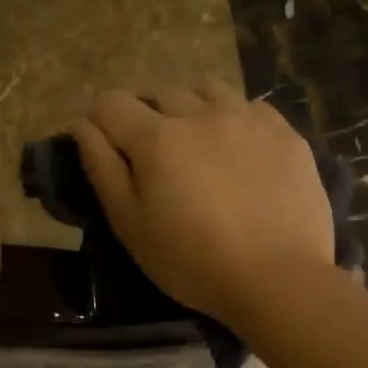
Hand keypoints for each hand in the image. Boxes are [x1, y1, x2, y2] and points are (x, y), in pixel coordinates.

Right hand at [71, 83, 335, 325]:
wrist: (278, 279)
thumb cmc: (192, 262)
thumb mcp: (130, 224)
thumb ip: (102, 167)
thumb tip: (83, 124)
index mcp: (157, 137)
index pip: (111, 102)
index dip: (100, 117)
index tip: (106, 141)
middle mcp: (201, 113)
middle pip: (159, 91)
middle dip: (145, 112)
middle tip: (152, 150)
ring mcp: (247, 118)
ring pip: (207, 88)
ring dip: (190, 104)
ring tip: (195, 137)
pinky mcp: (285, 132)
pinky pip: (250, 106)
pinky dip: (234, 117)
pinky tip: (239, 147)